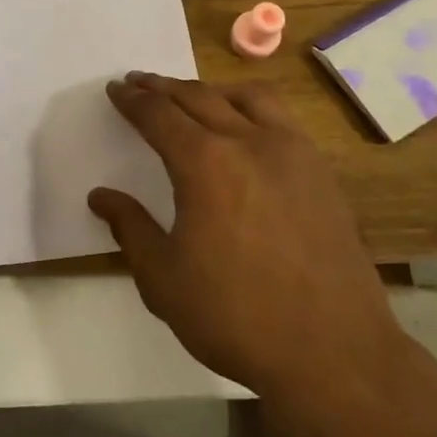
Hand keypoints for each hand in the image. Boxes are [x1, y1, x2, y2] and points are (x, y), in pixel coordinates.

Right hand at [88, 73, 403, 403]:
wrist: (334, 353)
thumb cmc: (237, 317)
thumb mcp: (164, 280)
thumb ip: (130, 228)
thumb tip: (101, 196)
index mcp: (205, 164)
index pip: (158, 115)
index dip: (133, 100)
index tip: (115, 89)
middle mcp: (248, 142)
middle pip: (198, 97)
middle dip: (163, 87)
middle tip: (140, 82)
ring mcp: (291, 153)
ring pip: (245, 97)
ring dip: (210, 90)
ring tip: (192, 96)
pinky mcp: (321, 172)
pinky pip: (281, 118)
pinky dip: (251, 107)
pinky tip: (247, 129)